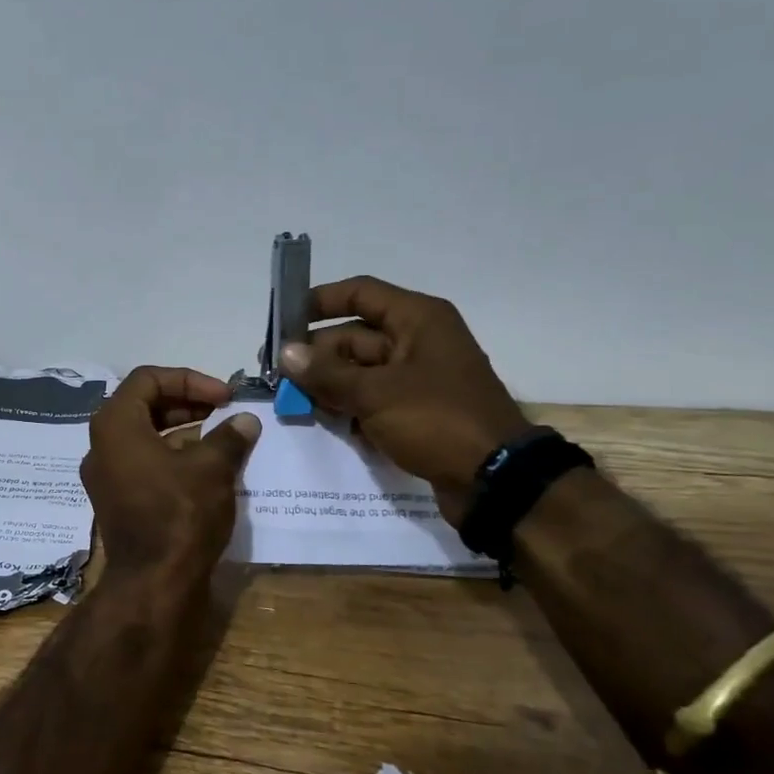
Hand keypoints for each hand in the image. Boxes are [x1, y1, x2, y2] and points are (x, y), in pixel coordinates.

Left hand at [81, 367, 260, 578]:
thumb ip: (229, 436)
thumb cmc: (179, 514)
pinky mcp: (116, 500)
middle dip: (186, 402)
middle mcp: (101, 445)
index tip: (224, 396)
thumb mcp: (211, 468)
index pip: (148, 379)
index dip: (189, 380)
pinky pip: (142, 462)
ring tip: (220, 436)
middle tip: (223, 411)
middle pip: (143, 405)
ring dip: (181, 429)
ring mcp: (105, 475)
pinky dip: (171, 455)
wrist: (154, 584)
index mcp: (115, 425)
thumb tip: (246, 421)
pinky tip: (204, 467)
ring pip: (143, 435)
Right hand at [279, 276, 529, 514]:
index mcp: (417, 319)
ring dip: (329, 385)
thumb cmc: (436, 420)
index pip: (361, 293)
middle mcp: (419, 341)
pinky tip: (325, 423)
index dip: (320, 301)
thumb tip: (286, 353)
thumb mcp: (375, 393)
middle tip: (278, 377)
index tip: (283, 319)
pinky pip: (373, 399)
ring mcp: (419, 378)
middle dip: (317, 356)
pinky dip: (350, 408)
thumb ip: (326, 373)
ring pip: (361, 371)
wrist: (495, 480)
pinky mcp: (417, 411)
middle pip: (355, 336)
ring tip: (294, 402)